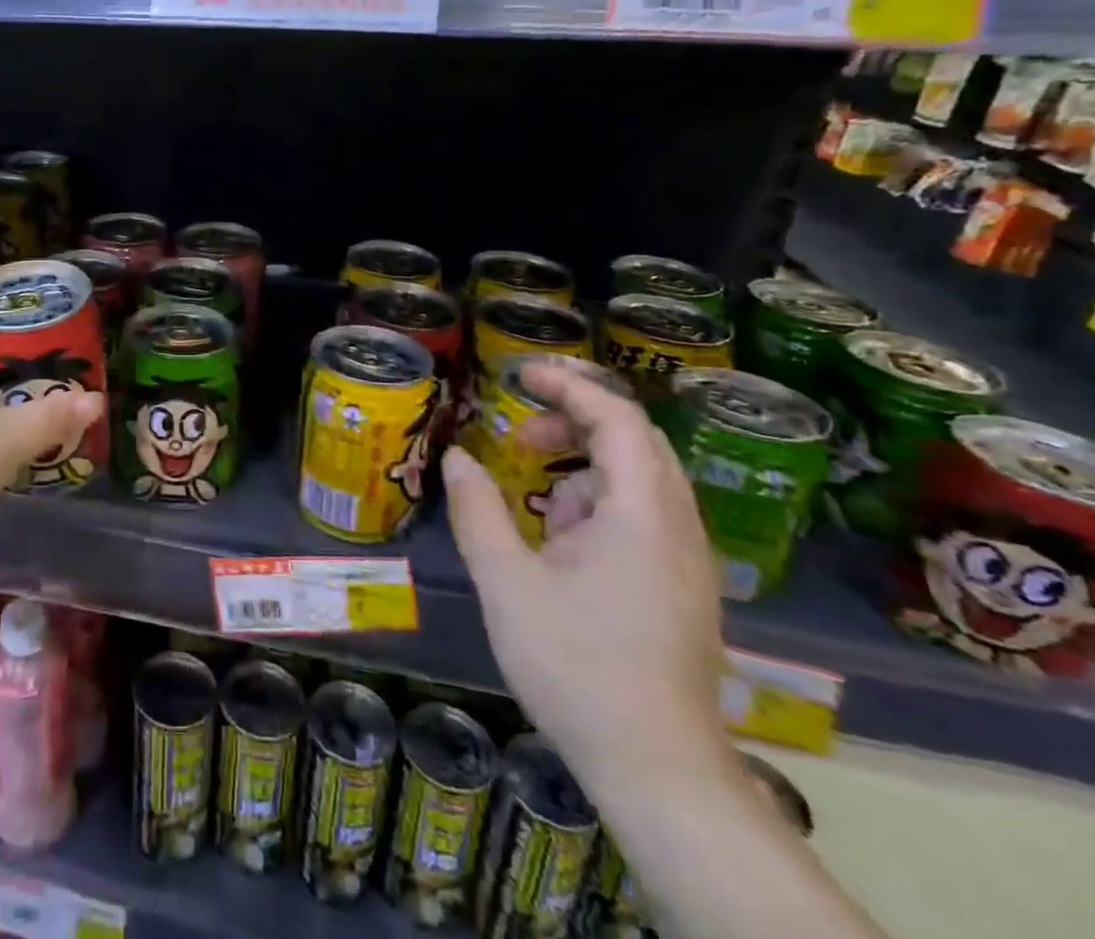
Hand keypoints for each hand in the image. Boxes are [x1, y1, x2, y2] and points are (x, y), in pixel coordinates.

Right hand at [442, 362, 729, 789]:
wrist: (656, 769)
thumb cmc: (576, 664)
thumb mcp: (507, 581)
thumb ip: (478, 510)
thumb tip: (456, 458)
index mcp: (642, 514)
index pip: (617, 419)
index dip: (570, 386)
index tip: (520, 374)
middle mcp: (677, 527)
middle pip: (634, 442)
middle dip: (575, 422)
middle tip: (519, 430)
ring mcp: (687, 561)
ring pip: (638, 482)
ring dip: (582, 468)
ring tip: (532, 500)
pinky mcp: (682, 589)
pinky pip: (641, 519)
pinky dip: (596, 506)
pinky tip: (558, 547)